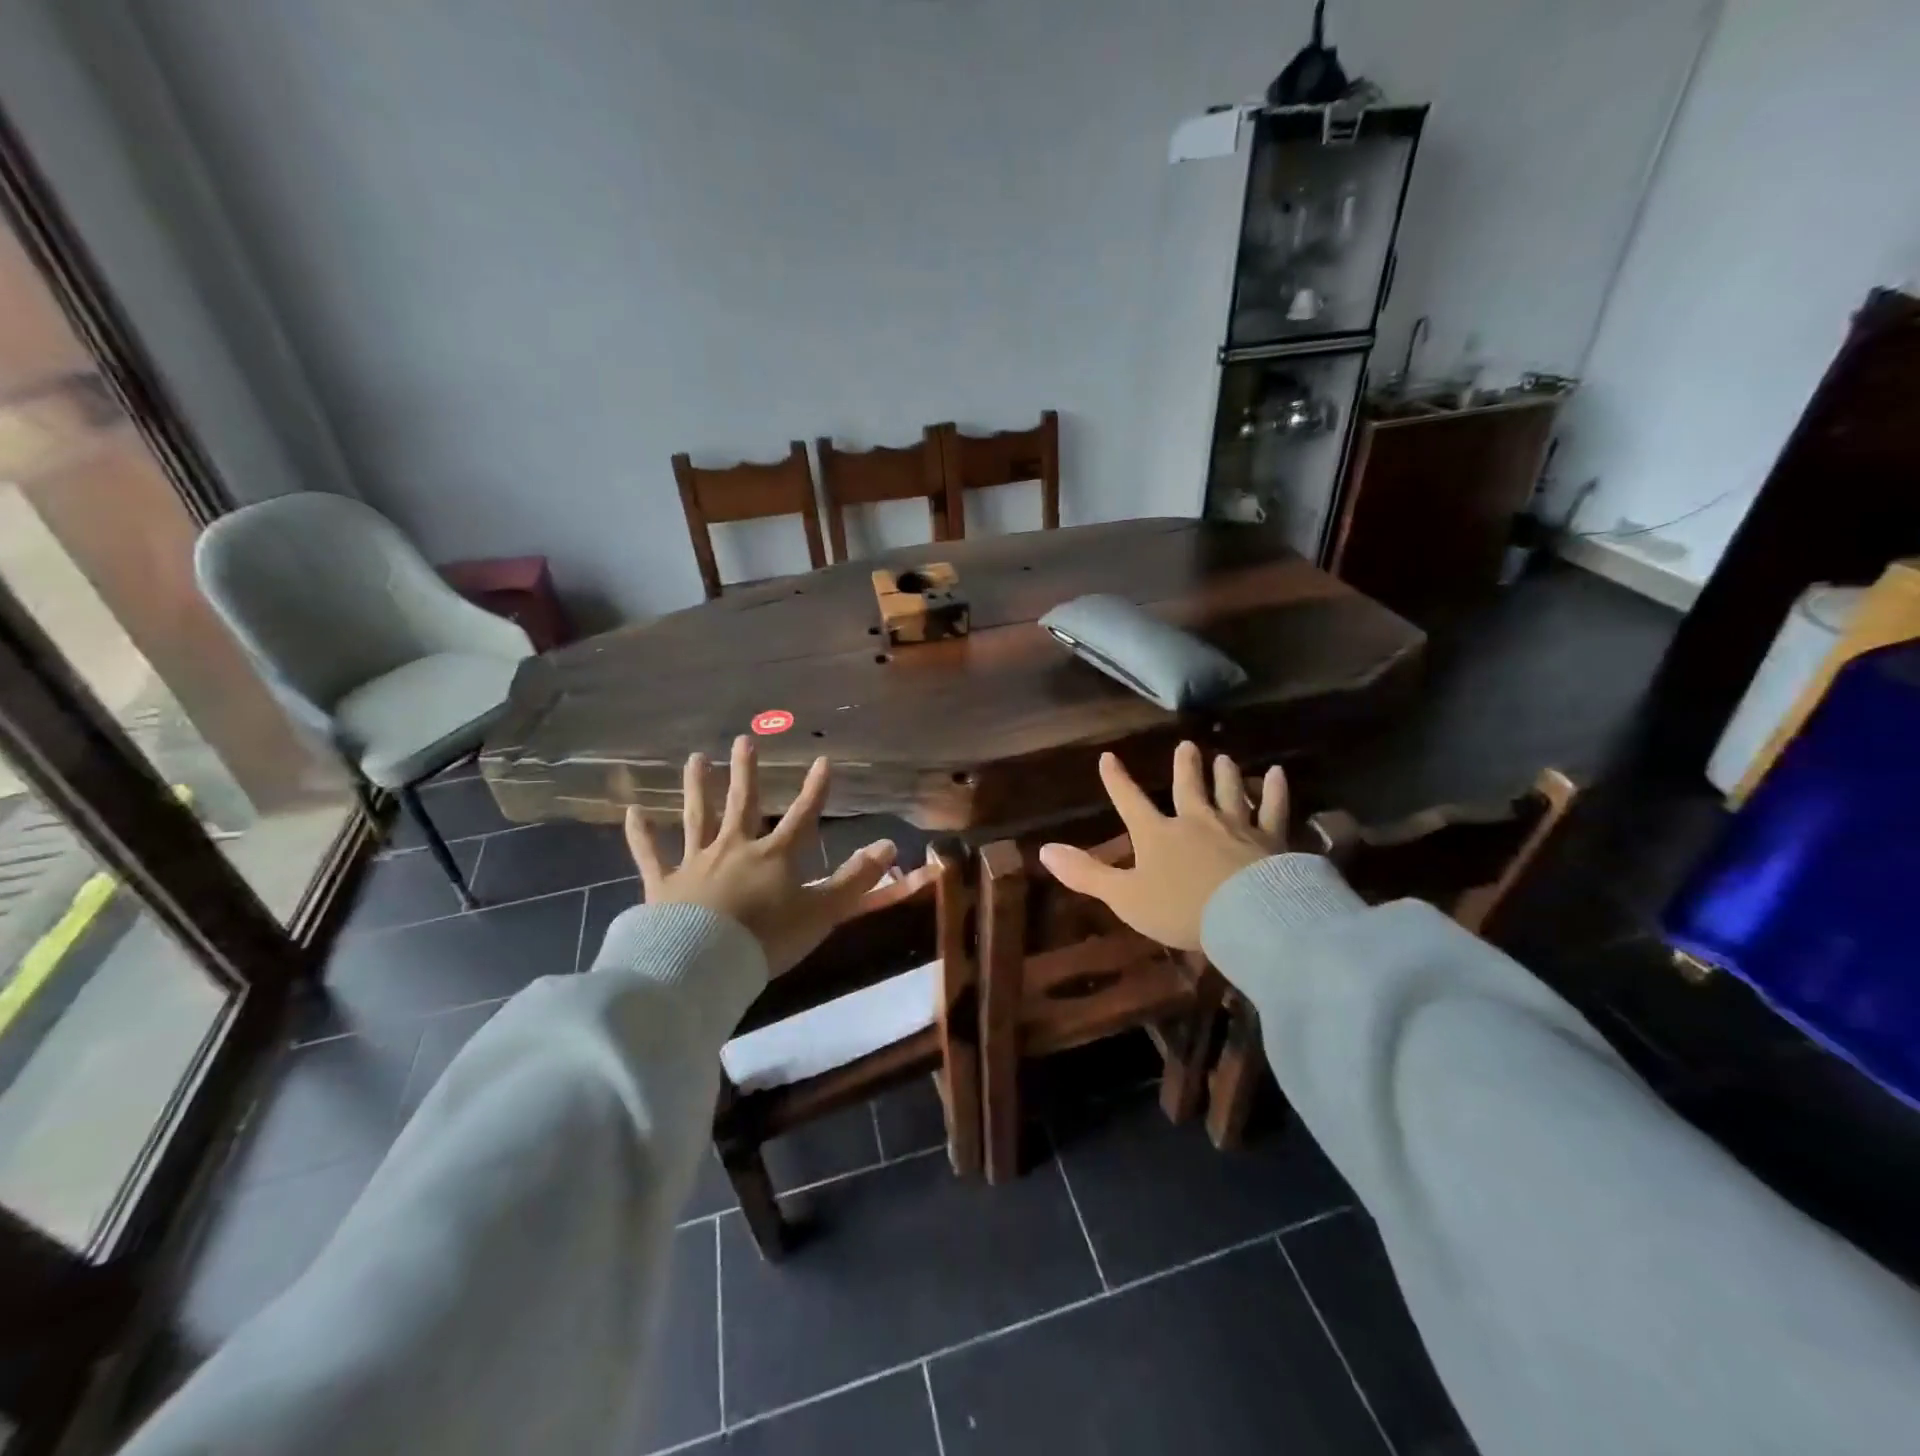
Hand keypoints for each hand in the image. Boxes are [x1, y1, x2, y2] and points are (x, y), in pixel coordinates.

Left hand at [624, 736, 934, 976]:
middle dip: (746, 772)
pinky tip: (632, 811)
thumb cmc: (767, 938)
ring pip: (697, 817)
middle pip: (743, 804)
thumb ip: (856, 879)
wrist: (703, 963)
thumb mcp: (822, 911)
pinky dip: (641, 834)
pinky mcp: (663, 884)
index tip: (822, 760)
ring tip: (695, 758)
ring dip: (696, 787)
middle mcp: (735, 848)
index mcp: (774, 856)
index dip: (815, 789)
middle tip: (743, 740)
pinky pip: (651, 854)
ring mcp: (696, 862)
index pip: (802, 816)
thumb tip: (890, 845)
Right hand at [1039, 742, 1285, 950]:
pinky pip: (1273, 808)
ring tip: (1224, 757)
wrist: (1246, 917)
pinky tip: (1280, 774)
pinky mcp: (1270, 839)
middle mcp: (1195, 820)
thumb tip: (1043, 850)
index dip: (1117, 780)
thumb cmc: (1180, 909)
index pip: (1130, 801)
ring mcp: (1235, 826)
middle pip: (1187, 786)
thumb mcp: (1124, 896)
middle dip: (1184, 767)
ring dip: (1225, 774)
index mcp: (1157, 834)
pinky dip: (1276, 790)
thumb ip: (1085, 874)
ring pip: (1229, 791)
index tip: (1109, 757)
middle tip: (1187, 746)